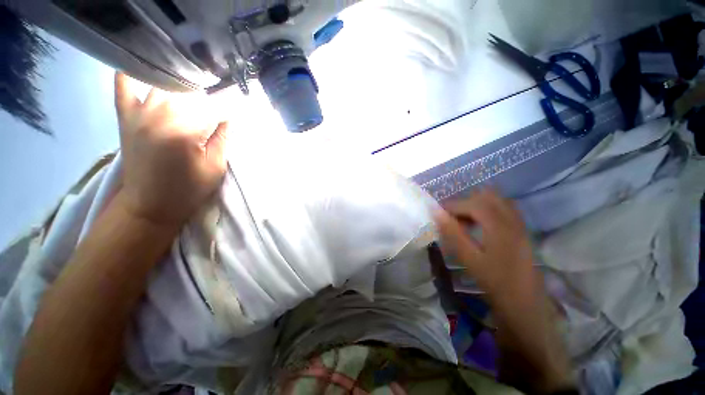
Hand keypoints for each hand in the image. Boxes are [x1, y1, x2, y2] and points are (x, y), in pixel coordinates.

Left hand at [114, 72, 228, 226]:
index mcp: (185, 131)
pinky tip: (146, 70)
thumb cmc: (188, 189)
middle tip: (219, 106)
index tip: (239, 107)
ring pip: (165, 85)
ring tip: (196, 94)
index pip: (214, 107)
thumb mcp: (215, 167)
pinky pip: (123, 85)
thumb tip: (229, 117)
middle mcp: (159, 115)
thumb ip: (223, 138)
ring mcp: (139, 113)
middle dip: (209, 97)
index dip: (230, 107)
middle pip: (191, 91)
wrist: (150, 205)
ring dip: (184, 88)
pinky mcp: (125, 117)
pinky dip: (132, 74)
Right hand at [434, 188, 537, 302]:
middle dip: (464, 203)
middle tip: (452, 219)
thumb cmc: (495, 283)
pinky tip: (479, 224)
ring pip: (495, 200)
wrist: (526, 304)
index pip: (472, 203)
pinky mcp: (521, 229)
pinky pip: (503, 208)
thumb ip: (453, 233)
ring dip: (476, 205)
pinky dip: (487, 209)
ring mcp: (519, 223)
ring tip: (464, 221)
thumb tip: (436, 212)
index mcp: (499, 226)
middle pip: (485, 196)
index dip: (452, 205)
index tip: (438, 214)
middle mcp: (511, 219)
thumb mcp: (469, 259)